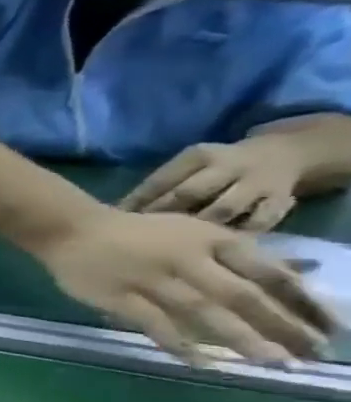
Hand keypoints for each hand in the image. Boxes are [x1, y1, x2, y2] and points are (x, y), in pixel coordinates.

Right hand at [35, 206, 330, 362]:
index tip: (331, 327)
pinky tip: (201, 363)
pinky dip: (178, 343)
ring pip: (202, 310)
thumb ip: (236, 256)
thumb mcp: (191, 232)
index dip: (302, 301)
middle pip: (241, 295)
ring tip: (271, 362)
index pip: (268, 272)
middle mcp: (185, 258)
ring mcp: (149, 278)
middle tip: (310, 354)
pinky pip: (152, 322)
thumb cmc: (135, 233)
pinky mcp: (116, 295)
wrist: (68, 229)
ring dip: (239, 337)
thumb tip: (299, 274)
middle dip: (280, 325)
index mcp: (210, 240)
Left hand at [120, 137, 307, 229]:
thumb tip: (120, 211)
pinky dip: (238, 234)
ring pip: (223, 209)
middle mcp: (230, 167)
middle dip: (163, 214)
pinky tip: (218, 246)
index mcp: (199, 156)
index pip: (162, 180)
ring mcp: (258, 184)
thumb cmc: (215, 167)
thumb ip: (159, 184)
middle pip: (190, 192)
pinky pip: (260, 222)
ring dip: (197, 227)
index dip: (138, 201)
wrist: (282, 154)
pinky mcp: (282, 201)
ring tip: (177, 243)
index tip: (118, 219)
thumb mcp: (187, 166)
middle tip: (143, 234)